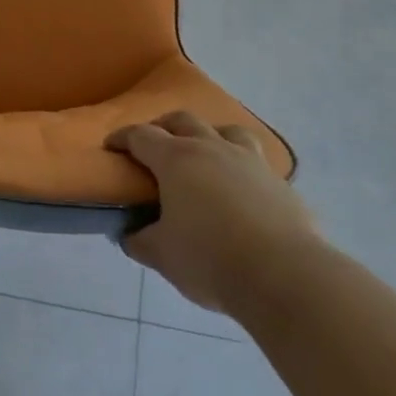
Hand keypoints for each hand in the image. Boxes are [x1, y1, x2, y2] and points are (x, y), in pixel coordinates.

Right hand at [106, 112, 314, 314]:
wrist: (284, 275)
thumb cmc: (211, 260)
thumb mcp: (162, 256)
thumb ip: (140, 241)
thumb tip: (129, 233)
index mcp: (176, 159)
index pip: (141, 136)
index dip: (122, 138)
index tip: (111, 146)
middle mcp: (212, 148)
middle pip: (182, 120)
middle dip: (163, 127)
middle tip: (154, 145)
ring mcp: (249, 161)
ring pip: (226, 130)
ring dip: (209, 136)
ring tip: (204, 155)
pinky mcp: (279, 182)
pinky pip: (255, 162)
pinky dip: (241, 167)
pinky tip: (241, 189)